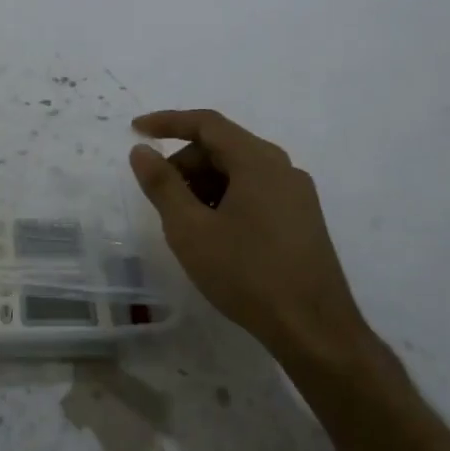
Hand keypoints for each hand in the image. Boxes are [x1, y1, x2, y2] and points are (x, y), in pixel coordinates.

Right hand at [128, 109, 365, 357]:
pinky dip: (226, 200)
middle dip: (185, 164)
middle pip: (223, 147)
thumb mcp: (190, 229)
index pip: (207, 123)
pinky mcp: (302, 220)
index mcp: (258, 161)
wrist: (314, 329)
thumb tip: (142, 151)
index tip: (136, 131)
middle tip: (160, 197)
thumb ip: (163, 185)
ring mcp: (297, 195)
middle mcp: (282, 168)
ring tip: (185, 223)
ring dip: (204, 185)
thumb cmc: (246, 274)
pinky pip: (256, 193)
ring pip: (240, 172)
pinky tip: (214, 236)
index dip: (167, 122)